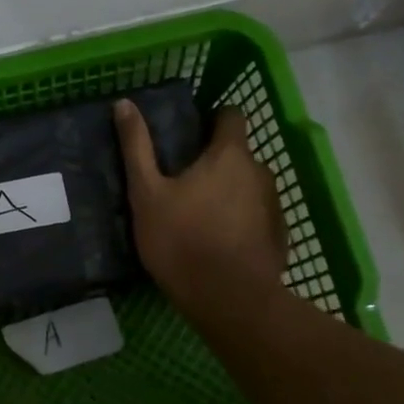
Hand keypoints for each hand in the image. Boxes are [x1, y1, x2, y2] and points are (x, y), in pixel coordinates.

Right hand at [114, 100, 289, 319]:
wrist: (229, 300)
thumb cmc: (181, 240)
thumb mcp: (146, 193)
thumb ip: (137, 147)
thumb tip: (125, 103)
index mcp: (229, 155)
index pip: (231, 116)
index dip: (212, 119)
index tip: (189, 135)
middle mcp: (260, 172)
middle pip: (238, 154)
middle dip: (214, 162)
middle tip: (182, 183)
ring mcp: (274, 205)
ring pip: (248, 186)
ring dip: (228, 192)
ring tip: (198, 215)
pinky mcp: (279, 236)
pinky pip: (256, 216)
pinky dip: (239, 220)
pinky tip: (218, 242)